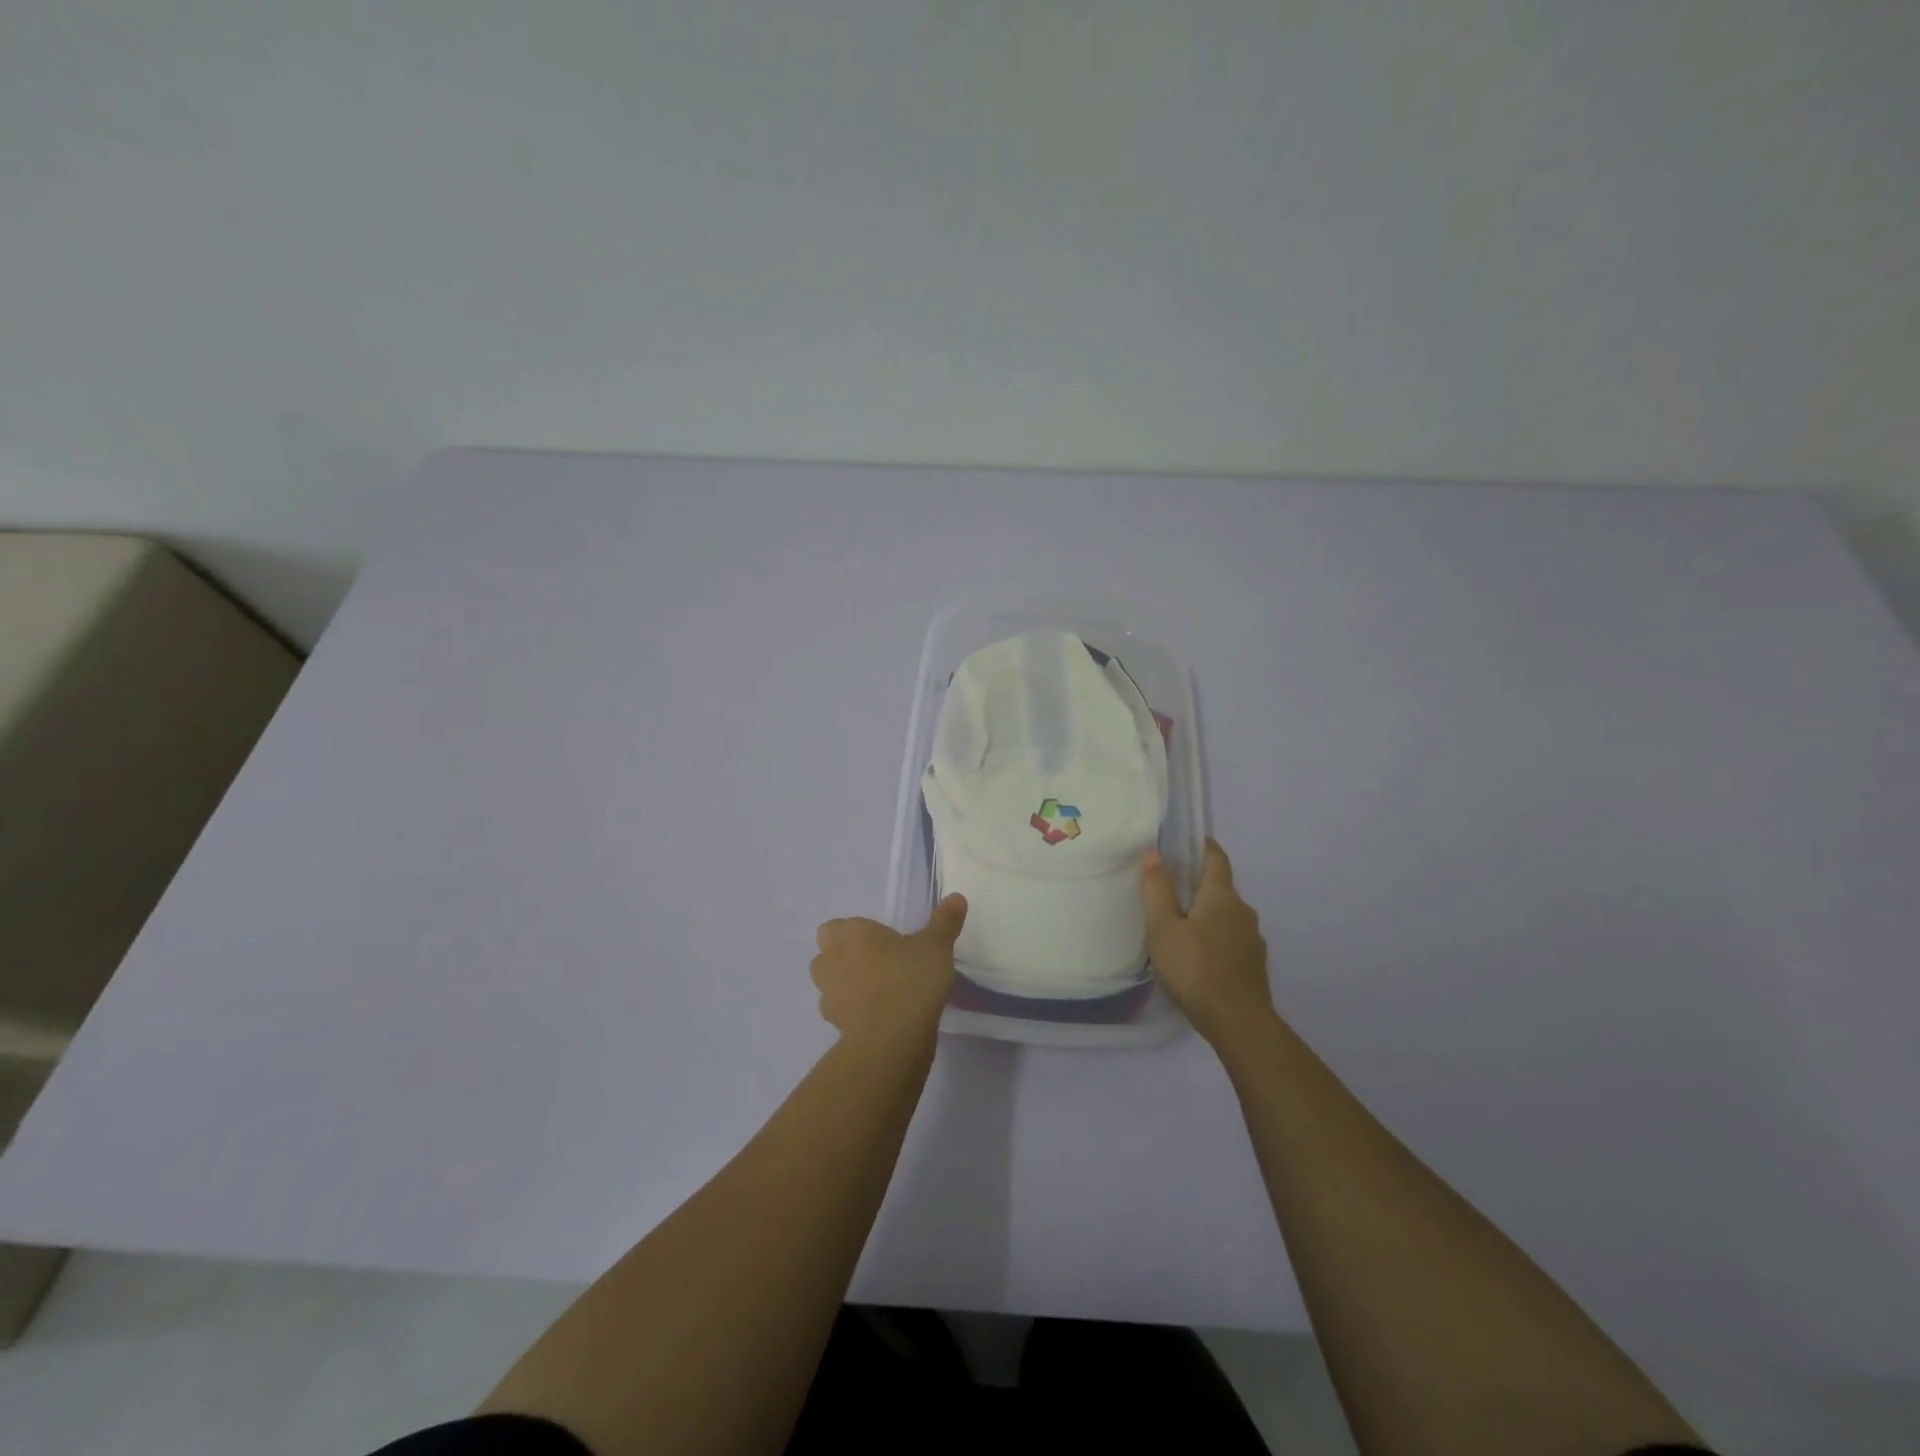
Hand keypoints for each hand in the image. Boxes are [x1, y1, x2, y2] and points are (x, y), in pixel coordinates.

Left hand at [811, 895, 965, 1051]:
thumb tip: (956, 897)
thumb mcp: (936, 946)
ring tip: (879, 992)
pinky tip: (879, 1017)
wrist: (892, 1037)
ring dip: (846, 986)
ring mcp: (829, 995)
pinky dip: (853, 1013)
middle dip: (844, 958)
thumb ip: (944, 921)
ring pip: (830, 985)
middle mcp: (831, 960)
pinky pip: (840, 1013)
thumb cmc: (910, 979)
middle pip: (826, 955)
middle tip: (877, 964)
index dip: (852, 933)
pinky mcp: (834, 1026)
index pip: (835, 927)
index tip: (879, 941)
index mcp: (851, 934)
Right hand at [1141, 839, 1272, 1049]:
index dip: (1203, 846)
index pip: (1216, 858)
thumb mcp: (1163, 928)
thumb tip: (1153, 853)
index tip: (1188, 841)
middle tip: (1170, 890)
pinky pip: (1231, 939)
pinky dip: (1215, 938)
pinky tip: (1198, 956)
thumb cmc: (1195, 968)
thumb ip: (1157, 890)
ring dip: (1207, 914)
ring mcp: (1252, 939)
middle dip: (1199, 885)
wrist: (1238, 1022)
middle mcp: (1243, 911)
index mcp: (1221, 896)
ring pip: (1226, 916)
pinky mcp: (1254, 964)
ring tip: (1180, 926)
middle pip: (1220, 888)